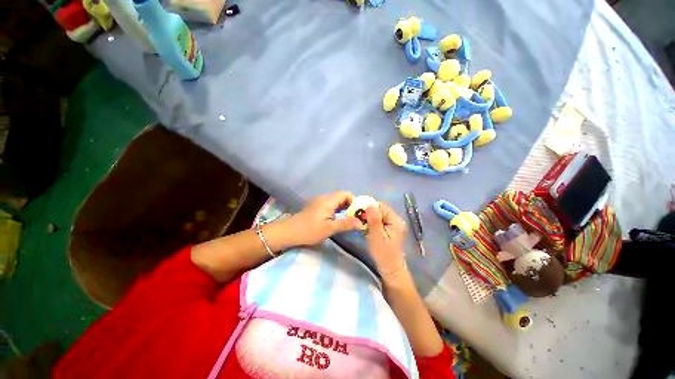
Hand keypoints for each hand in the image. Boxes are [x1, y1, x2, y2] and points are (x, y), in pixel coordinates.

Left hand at [283, 191, 362, 245]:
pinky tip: (337, 220)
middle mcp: (324, 198)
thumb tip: (361, 222)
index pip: (346, 194)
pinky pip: (331, 205)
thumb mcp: (329, 228)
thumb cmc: (309, 230)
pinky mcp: (316, 207)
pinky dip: (337, 211)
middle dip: (350, 206)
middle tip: (354, 218)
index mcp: (328, 200)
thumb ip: (345, 224)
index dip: (354, 201)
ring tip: (348, 221)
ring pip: (336, 202)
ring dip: (344, 209)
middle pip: (342, 197)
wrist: (289, 232)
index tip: (358, 213)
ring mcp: (319, 202)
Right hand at [365, 202, 406, 274]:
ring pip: (378, 216)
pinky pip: (379, 221)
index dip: (369, 207)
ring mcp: (393, 225)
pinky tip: (367, 229)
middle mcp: (396, 220)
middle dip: (368, 213)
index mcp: (395, 220)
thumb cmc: (383, 254)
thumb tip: (370, 204)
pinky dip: (372, 223)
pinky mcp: (389, 230)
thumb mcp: (376, 236)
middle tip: (359, 220)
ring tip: (362, 225)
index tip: (359, 212)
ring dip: (369, 219)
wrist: (390, 270)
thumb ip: (374, 219)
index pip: (381, 206)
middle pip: (380, 210)